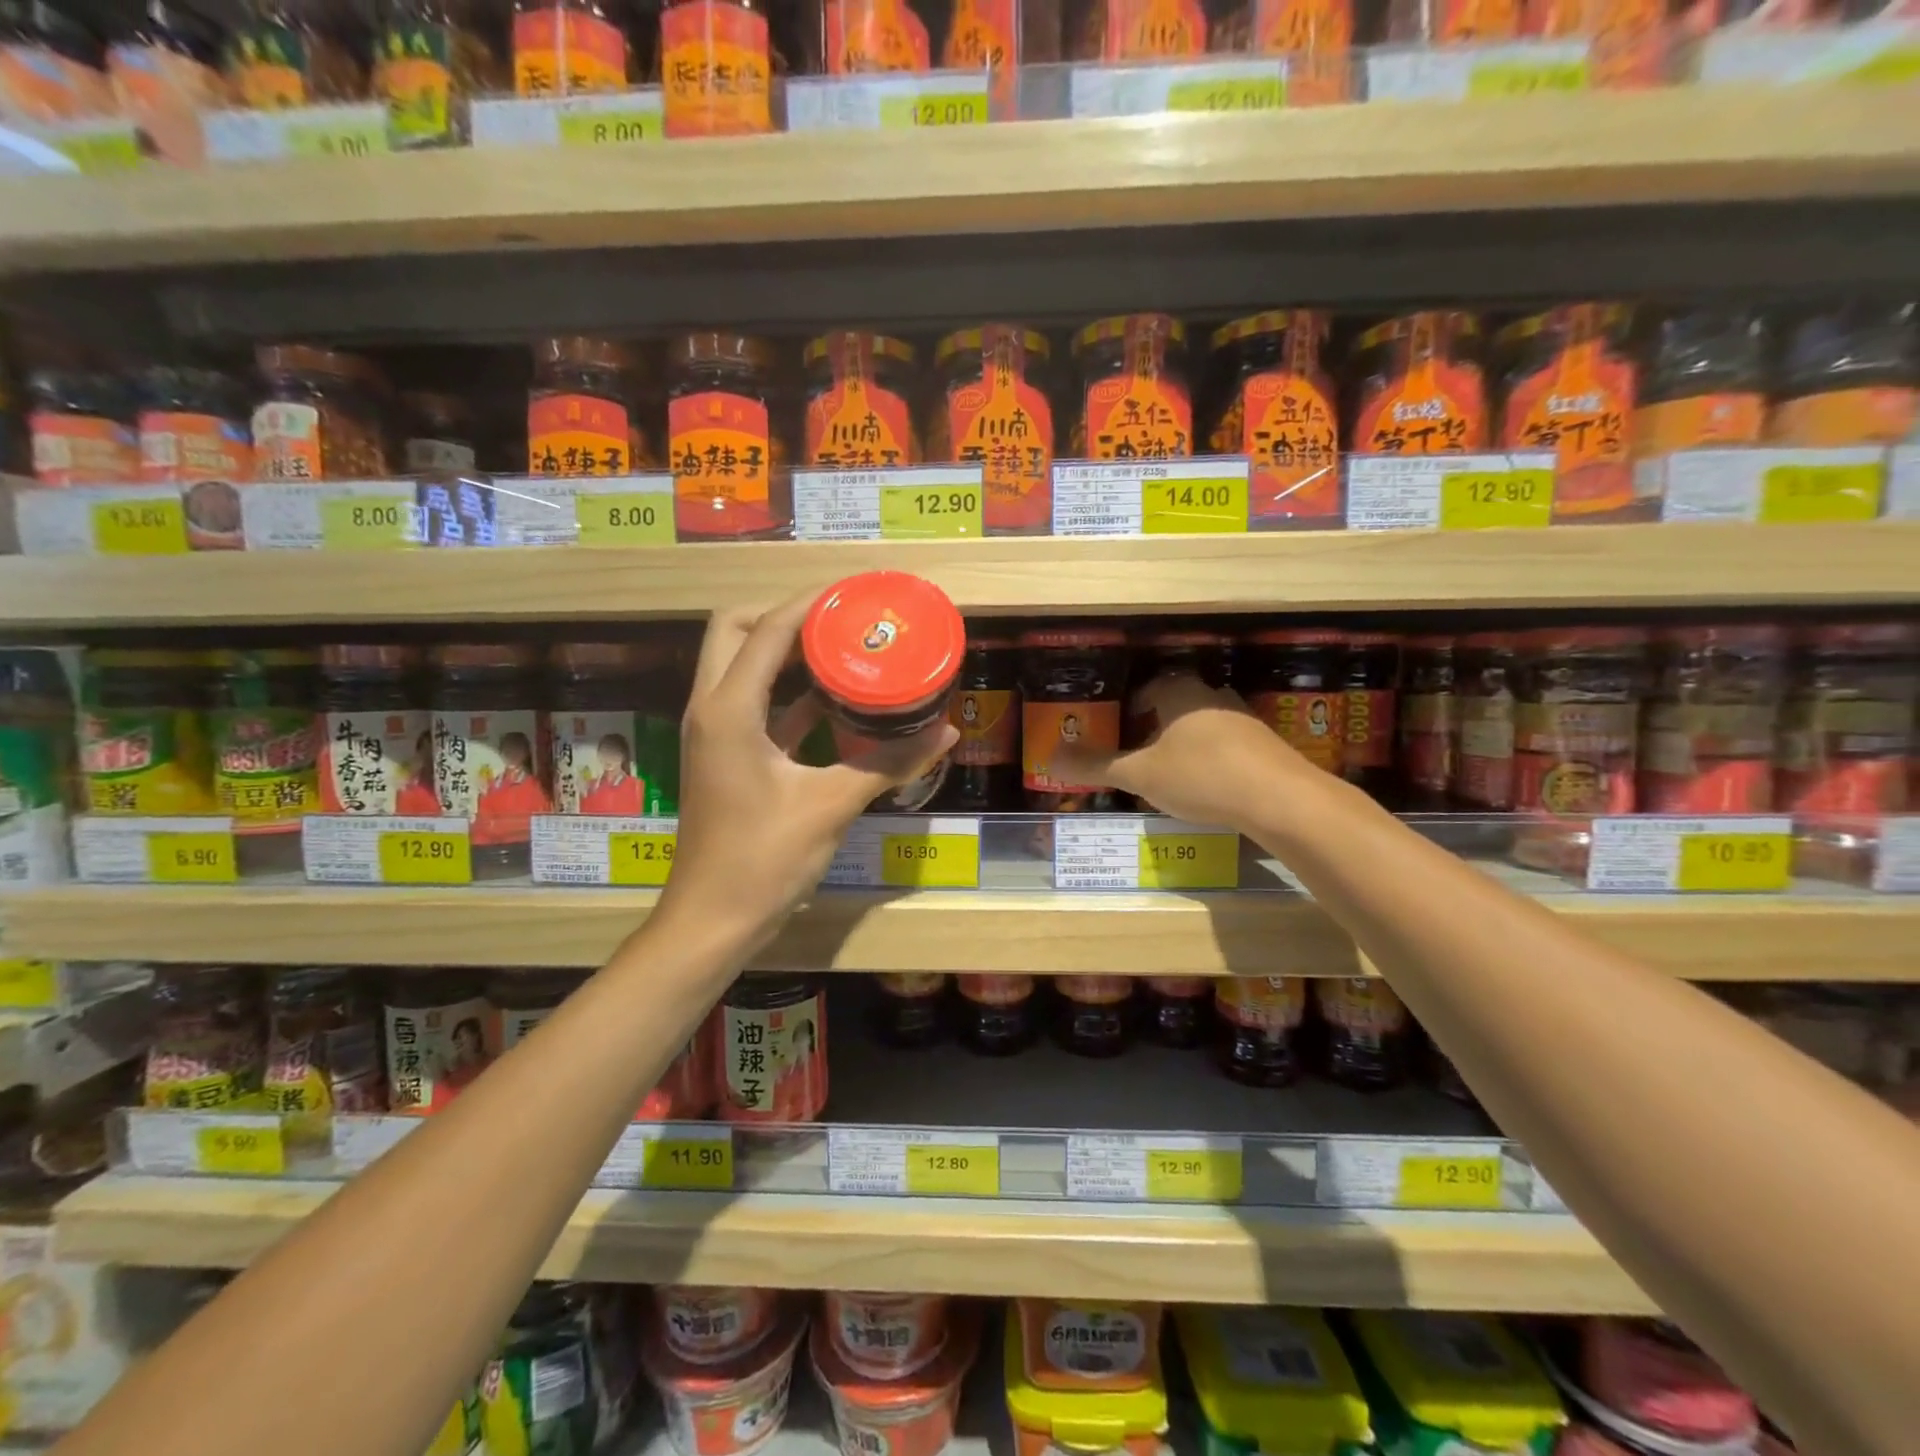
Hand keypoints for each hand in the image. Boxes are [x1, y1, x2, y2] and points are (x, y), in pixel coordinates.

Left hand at [657, 590, 959, 953]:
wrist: (713, 921)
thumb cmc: (763, 859)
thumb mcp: (831, 805)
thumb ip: (889, 764)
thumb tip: (946, 732)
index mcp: (729, 709)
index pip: (766, 629)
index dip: (810, 602)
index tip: (855, 592)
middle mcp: (712, 708)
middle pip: (735, 630)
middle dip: (784, 615)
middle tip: (839, 620)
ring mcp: (716, 733)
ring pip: (741, 666)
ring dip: (785, 651)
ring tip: (843, 647)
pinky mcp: (727, 757)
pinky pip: (756, 706)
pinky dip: (790, 694)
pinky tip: (837, 703)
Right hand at [1052, 672, 1307, 832]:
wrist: (1281, 800)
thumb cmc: (1201, 775)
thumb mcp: (1140, 774)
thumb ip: (1096, 766)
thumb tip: (1049, 759)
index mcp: (1181, 693)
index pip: (1150, 685)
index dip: (1131, 703)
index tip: (1118, 726)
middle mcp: (1213, 697)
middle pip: (1178, 701)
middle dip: (1157, 723)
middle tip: (1138, 750)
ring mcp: (1244, 720)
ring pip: (1205, 723)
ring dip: (1186, 740)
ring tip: (1168, 769)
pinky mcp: (1266, 746)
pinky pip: (1228, 745)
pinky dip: (1211, 758)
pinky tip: (1206, 785)